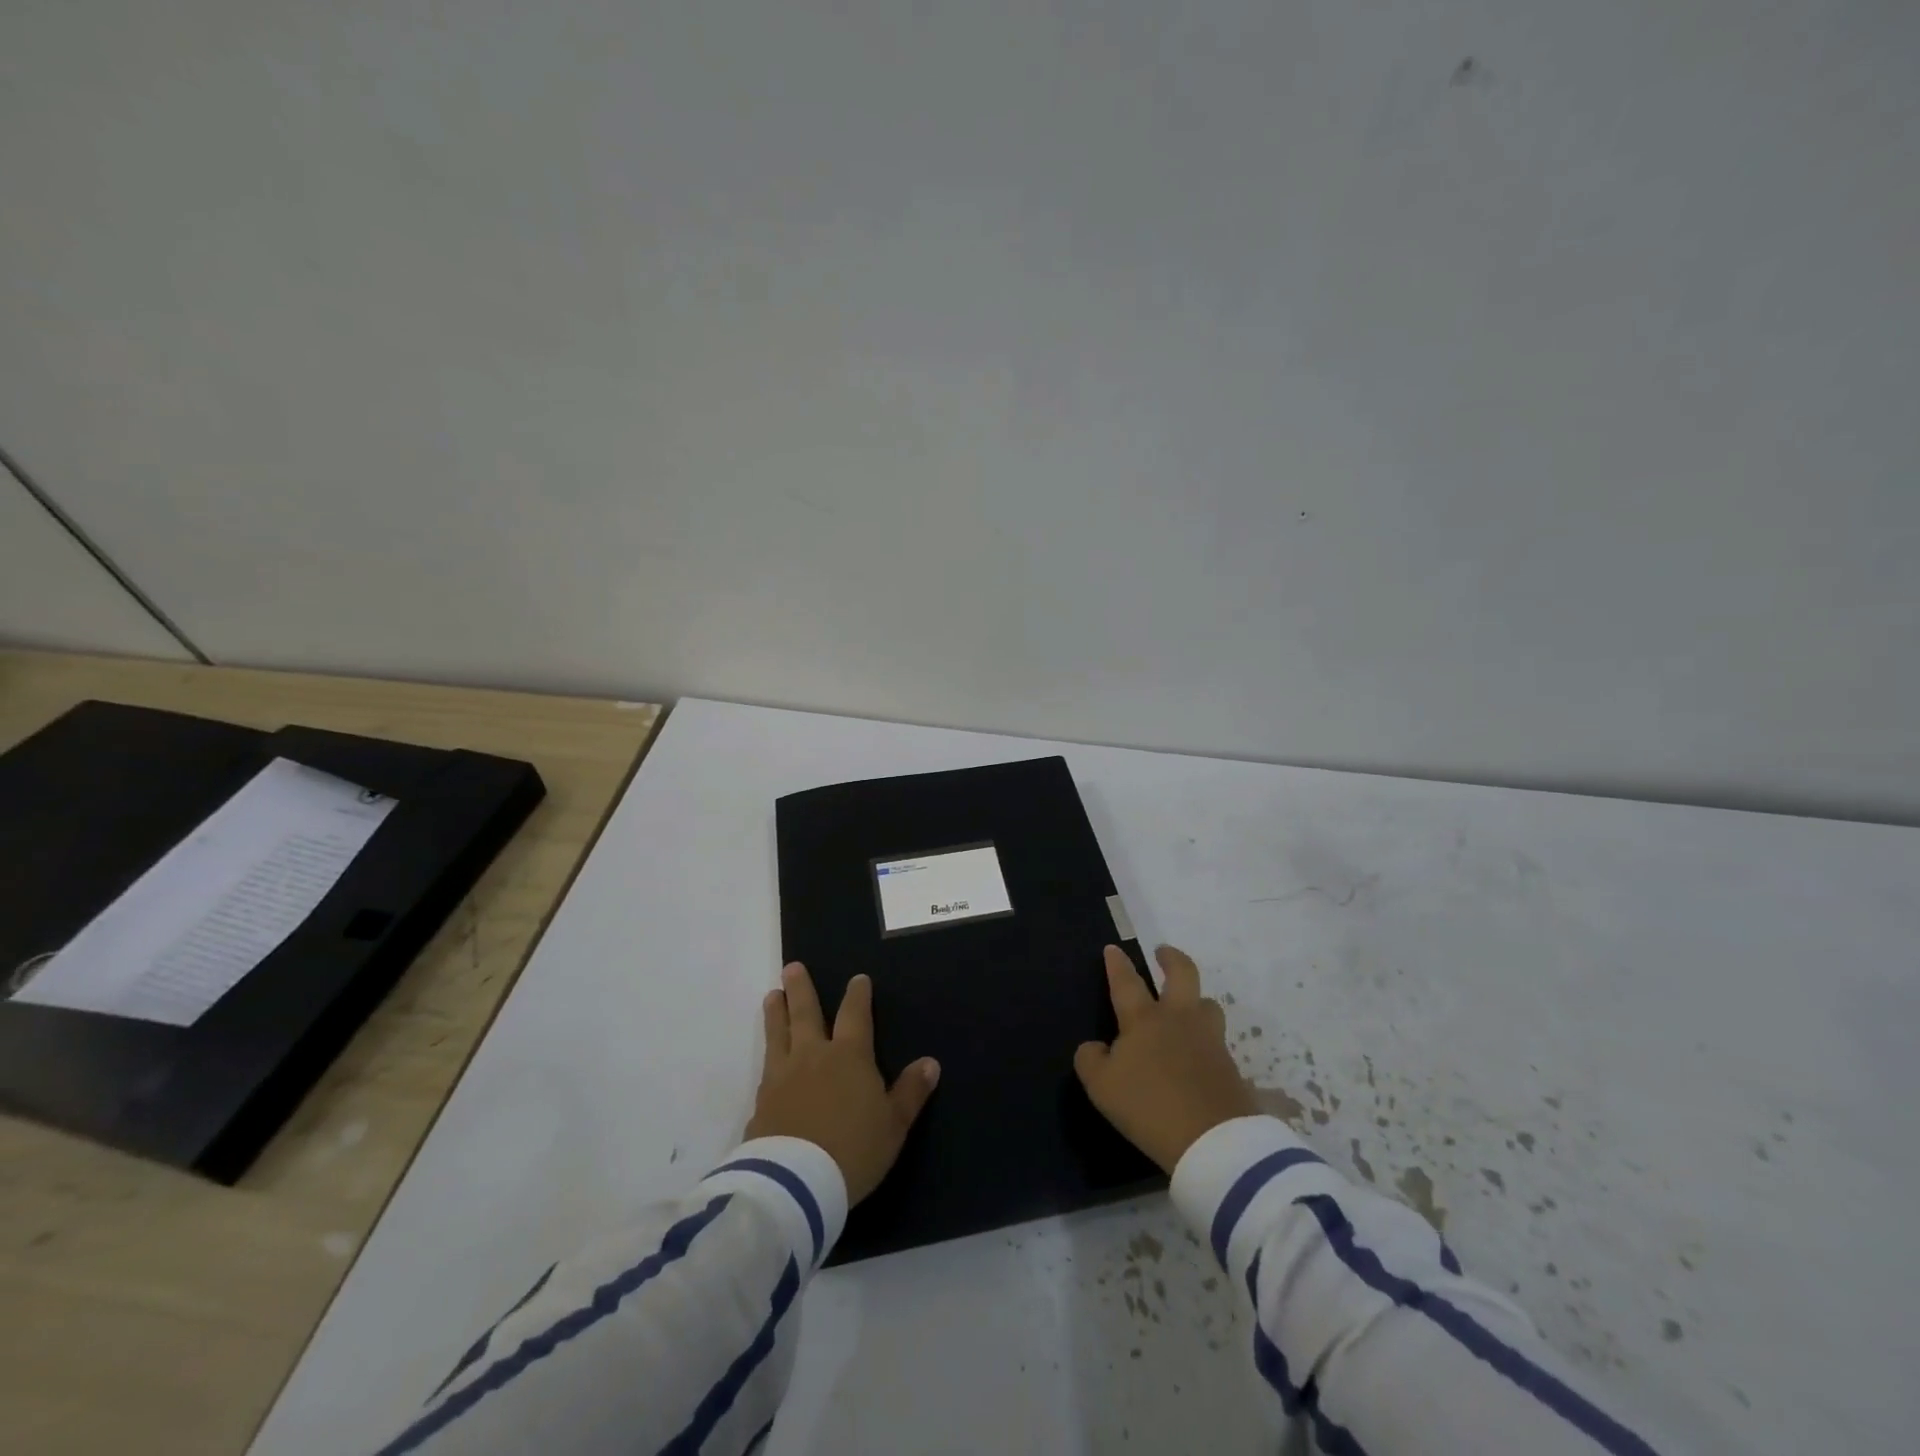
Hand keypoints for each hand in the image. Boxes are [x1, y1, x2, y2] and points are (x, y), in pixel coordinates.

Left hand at [746, 962, 940, 1204]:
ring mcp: (782, 1076)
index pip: (854, 1015)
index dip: (857, 995)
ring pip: (778, 1034)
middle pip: (805, 1013)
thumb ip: (911, 1092)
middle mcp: (813, 1056)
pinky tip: (767, 1061)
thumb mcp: (894, 1124)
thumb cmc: (854, 1149)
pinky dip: (768, 1058)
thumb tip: (931, 1063)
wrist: (796, 1183)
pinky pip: (765, 1071)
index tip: (857, 979)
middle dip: (801, 989)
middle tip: (792, 968)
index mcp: (849, 1056)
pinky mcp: (761, 1102)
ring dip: (776, 1013)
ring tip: (771, 996)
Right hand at [1074, 944, 1257, 1173]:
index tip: (1113, 949)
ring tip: (1188, 1008)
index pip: (1127, 982)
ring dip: (1197, 1000)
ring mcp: (1210, 1041)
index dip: (1117, 964)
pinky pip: (1219, 1045)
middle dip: (1171, 959)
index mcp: (1144, 1020)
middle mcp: (1179, 1020)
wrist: (1214, 1142)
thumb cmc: (1149, 1106)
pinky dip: (1208, 1044)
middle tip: (1163, 953)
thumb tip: (1096, 1047)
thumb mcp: (1102, 1087)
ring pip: (1208, 1005)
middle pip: (1182, 974)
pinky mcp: (1231, 1067)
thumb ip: (1091, 1060)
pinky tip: (1201, 1057)